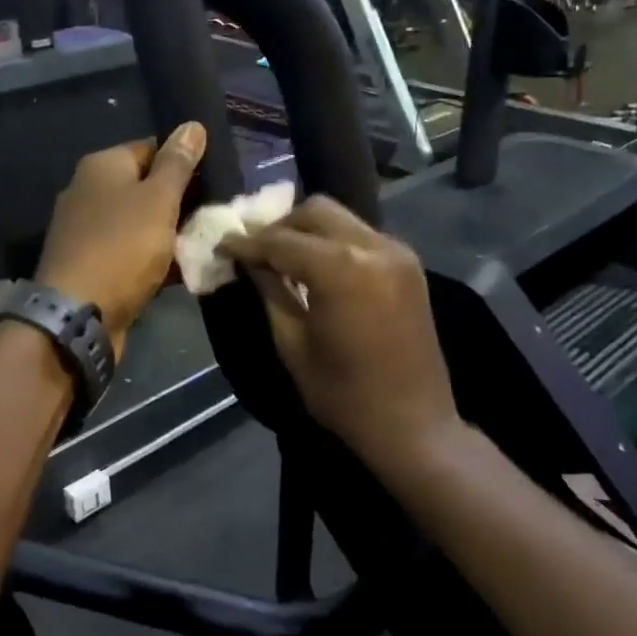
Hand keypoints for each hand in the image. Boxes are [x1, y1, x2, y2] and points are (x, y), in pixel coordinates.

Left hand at [36, 123, 206, 355]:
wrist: (78, 314)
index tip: (214, 182)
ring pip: (140, 223)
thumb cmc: (122, 247)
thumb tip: (192, 124)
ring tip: (205, 243)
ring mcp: (87, 230)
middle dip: (180, 202)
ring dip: (170, 235)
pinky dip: (154, 260)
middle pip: (145, 187)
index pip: (151, 148)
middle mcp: (89, 191)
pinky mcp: (92, 264)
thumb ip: (177, 163)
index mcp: (102, 166)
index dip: (184, 162)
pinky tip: (182, 270)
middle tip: (214, 216)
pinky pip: (131, 253)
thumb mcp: (158, 200)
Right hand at [218, 196, 458, 469]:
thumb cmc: (344, 395)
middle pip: (315, 212)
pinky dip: (334, 243)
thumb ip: (271, 293)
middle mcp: (373, 247)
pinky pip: (361, 236)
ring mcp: (397, 252)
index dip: (247, 242)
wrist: (414, 424)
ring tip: (283, 259)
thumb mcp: (293, 345)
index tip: (222, 245)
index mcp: (341, 269)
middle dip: (280, 226)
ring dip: (308, 231)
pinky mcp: (409, 265)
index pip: (281, 240)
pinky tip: (318, 269)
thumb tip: (249, 263)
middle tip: (255, 252)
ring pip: (341, 219)